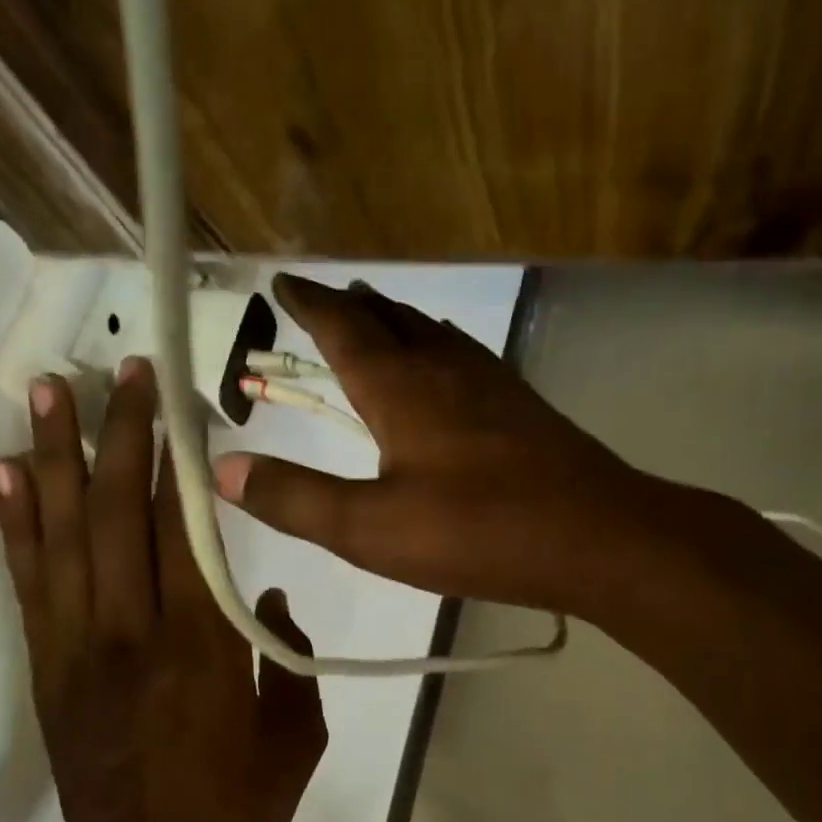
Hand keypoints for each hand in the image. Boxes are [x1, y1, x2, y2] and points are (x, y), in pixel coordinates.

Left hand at [0, 359, 326, 821]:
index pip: (188, 532)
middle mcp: (134, 634)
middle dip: (123, 433)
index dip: (182, 460)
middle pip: (121, 514)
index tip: (181, 403)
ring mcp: (79, 649)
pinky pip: (29, 582)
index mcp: (205, 650)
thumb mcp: (295, 741)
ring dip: (58, 456)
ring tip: (49, 391)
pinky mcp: (47, 669)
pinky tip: (9, 471)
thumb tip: (265, 592)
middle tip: (122, 369)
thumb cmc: (234, 816)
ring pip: (65, 535)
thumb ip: (289, 657)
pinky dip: (17, 522)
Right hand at [212, 274, 654, 615]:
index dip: (309, 304)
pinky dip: (435, 348)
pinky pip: (463, 357)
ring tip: (376, 319)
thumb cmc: (476, 531)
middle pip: (389, 320)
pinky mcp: (522, 407)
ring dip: (395, 322)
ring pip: (431, 334)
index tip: (283, 283)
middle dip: (350, 307)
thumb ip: (296, 499)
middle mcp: (444, 368)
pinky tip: (445, 370)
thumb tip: (225, 469)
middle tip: (325, 300)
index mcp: (400, 387)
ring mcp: (490, 383)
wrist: (596, 537)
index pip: (342, 328)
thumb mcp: (370, 529)